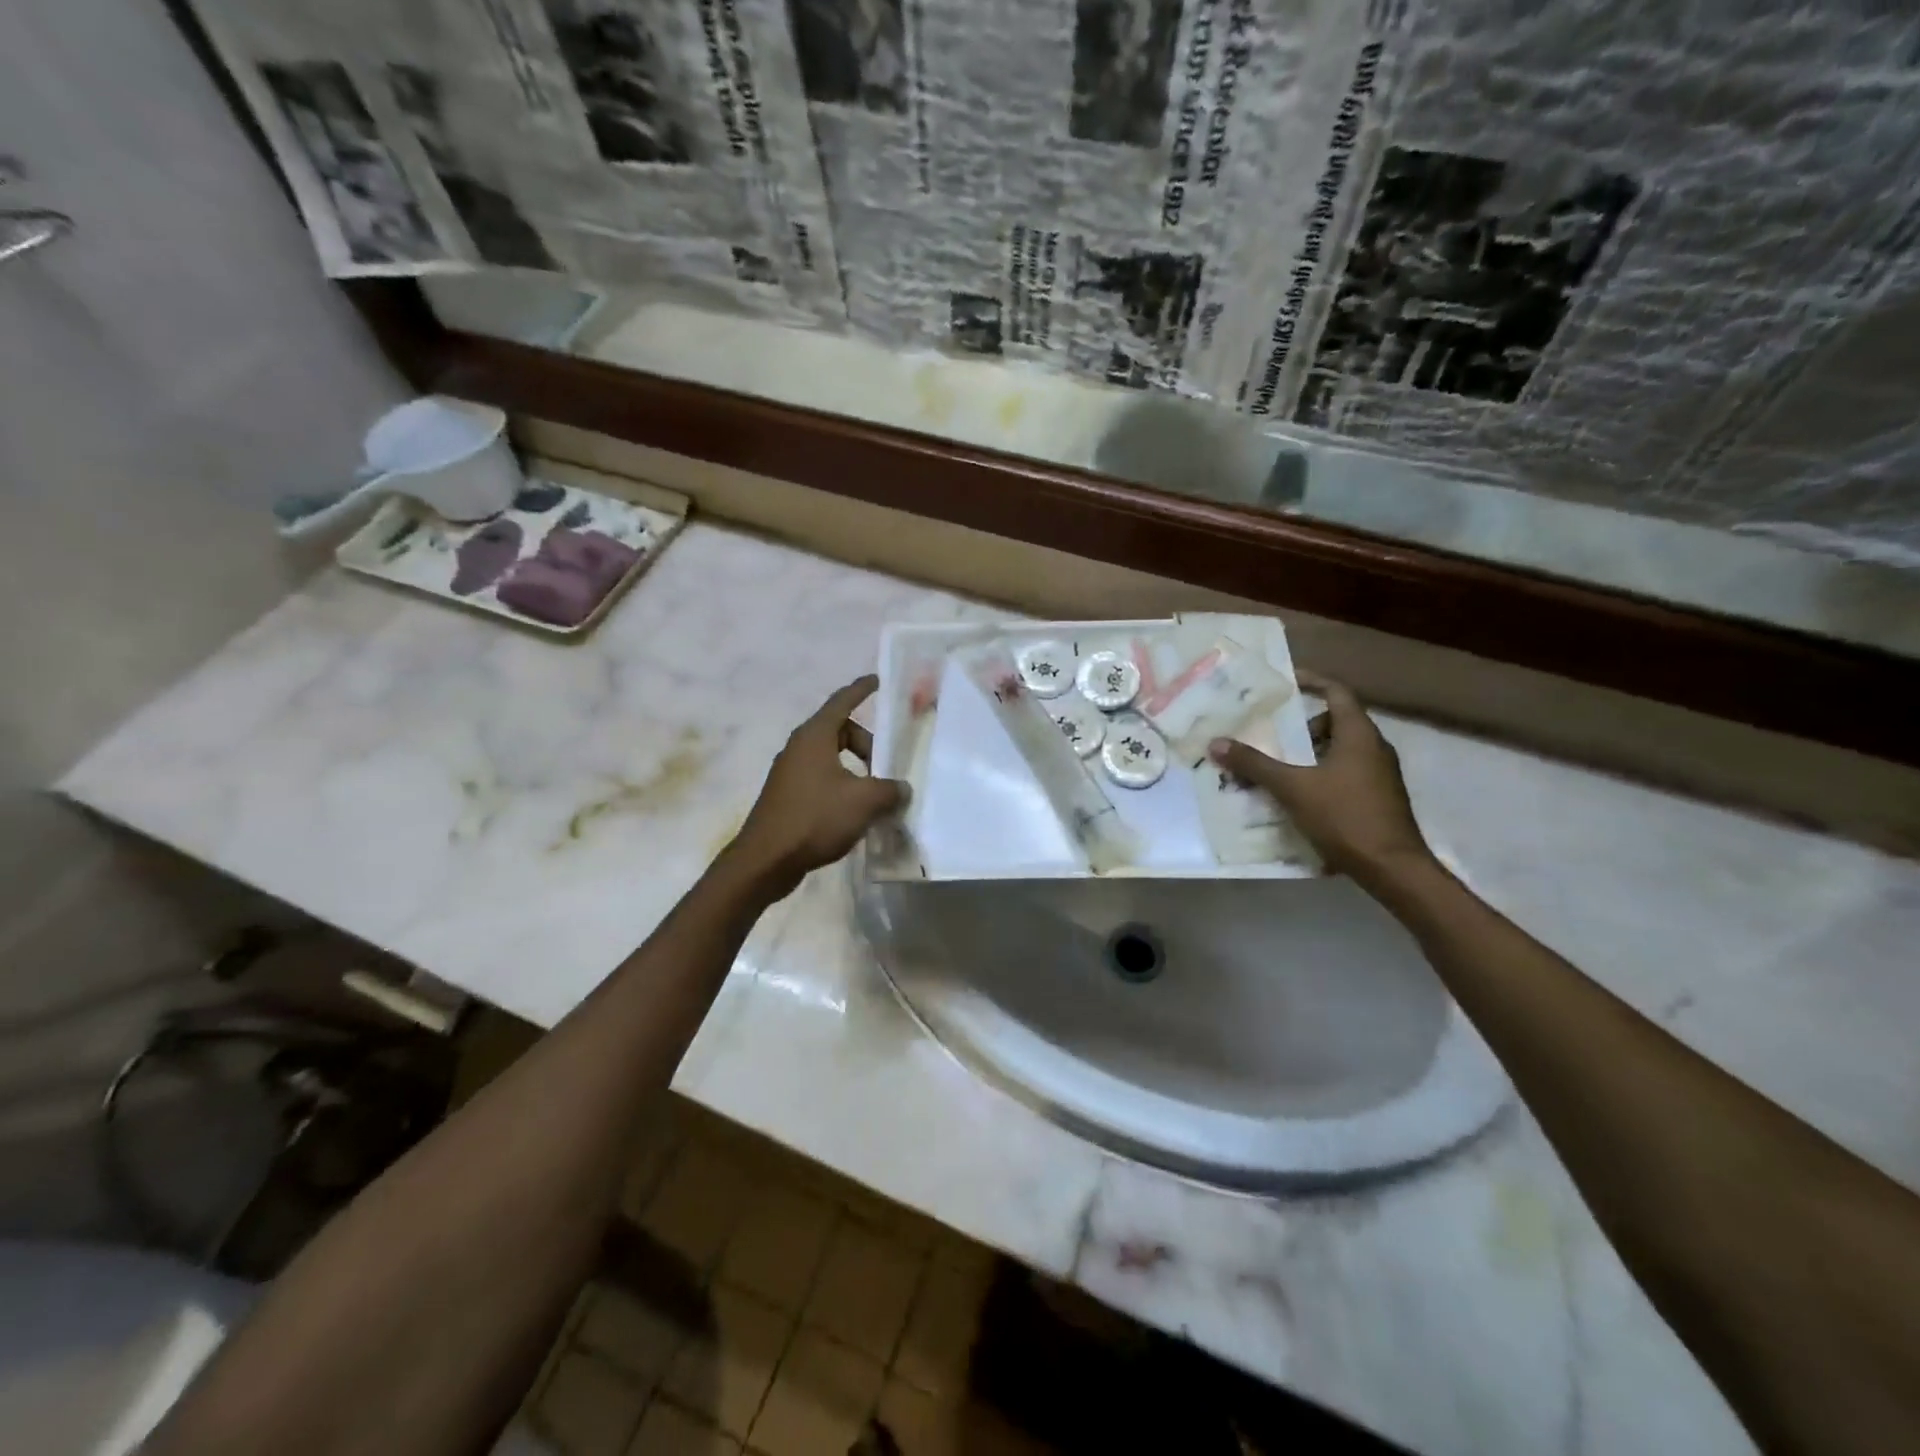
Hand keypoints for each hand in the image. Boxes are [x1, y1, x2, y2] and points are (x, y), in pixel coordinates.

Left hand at [733, 675, 907, 892]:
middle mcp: (800, 748)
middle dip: (868, 745)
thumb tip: (901, 789)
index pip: (843, 701)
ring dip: (858, 771)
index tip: (878, 680)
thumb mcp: (864, 801)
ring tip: (876, 796)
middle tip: (888, 768)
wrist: (766, 860)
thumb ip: (891, 790)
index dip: (862, 690)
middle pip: (841, 732)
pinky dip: (843, 788)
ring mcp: (790, 773)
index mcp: (815, 736)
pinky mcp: (788, 797)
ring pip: (833, 759)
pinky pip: (823, 780)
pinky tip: (856, 814)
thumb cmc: (815, 818)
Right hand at [1209, 671, 1433, 887]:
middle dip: (1302, 726)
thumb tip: (1216, 743)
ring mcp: (1380, 775)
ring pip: (1340, 750)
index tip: (1286, 681)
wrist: (1393, 869)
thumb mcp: (1293, 788)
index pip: (1337, 692)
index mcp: (1359, 735)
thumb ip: (1254, 764)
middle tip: (1272, 733)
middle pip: (1337, 722)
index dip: (1312, 682)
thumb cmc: (1345, 817)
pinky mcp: (1378, 799)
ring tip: (1277, 766)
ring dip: (1309, 753)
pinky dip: (1320, 775)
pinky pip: (1345, 773)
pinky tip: (1297, 796)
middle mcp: (1374, 748)